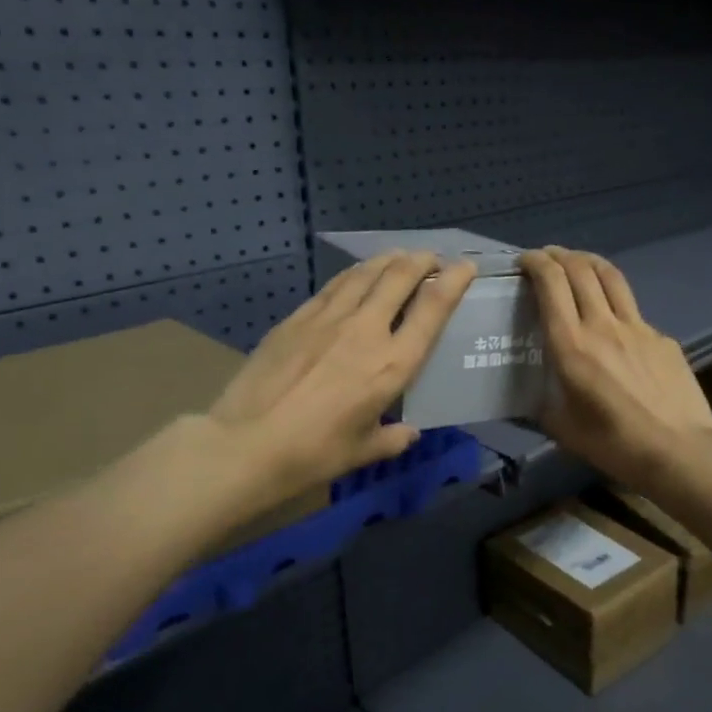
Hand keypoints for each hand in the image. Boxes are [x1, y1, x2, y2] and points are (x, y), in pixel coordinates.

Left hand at [208, 251, 477, 503]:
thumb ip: (392, 438)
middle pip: (400, 276)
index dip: (454, 280)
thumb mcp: (363, 451)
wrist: (246, 444)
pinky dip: (354, 274)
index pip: (433, 308)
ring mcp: (328, 318)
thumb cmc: (314, 454)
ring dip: (389, 260)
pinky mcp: (297, 317)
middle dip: (422, 260)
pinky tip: (356, 276)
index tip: (465, 267)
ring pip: (366, 272)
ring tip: (399, 257)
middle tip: (431, 259)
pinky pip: (334, 285)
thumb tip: (408, 432)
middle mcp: (366, 330)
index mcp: (392, 364)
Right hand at [520, 247, 711, 493]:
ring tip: (577, 263)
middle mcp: (603, 325)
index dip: (536, 263)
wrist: (681, 450)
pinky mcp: (662, 337)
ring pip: (611, 277)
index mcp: (572, 346)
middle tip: (546, 258)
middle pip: (580, 269)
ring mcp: (638, 327)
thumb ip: (543, 405)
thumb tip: (533, 396)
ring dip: (588, 262)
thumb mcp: (564, 430)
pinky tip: (614, 322)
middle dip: (559, 255)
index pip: (551, 284)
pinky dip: (615, 302)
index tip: (525, 261)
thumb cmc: (616, 445)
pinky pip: (633, 310)